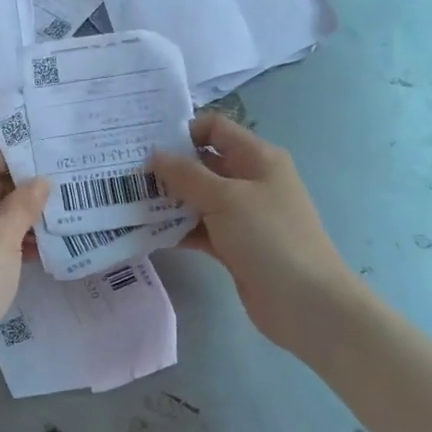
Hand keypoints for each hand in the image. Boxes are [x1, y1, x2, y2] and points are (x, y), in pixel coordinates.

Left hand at [0, 147, 49, 362]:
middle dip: (23, 189)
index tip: (51, 167)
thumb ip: (25, 203)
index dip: (18, 158)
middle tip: (62, 196)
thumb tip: (40, 180)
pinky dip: (7, 238)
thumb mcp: (5, 236)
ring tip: (56, 224)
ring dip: (18, 217)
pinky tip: (36, 250)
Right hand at [151, 114, 364, 354]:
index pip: (215, 129)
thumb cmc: (269, 237)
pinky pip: (198, 228)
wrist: (305, 302)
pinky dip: (176, 229)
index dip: (182, 131)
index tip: (146, 145)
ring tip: (128, 202)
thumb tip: (154, 154)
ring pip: (197, 198)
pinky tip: (146, 232)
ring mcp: (241, 215)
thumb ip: (186, 175)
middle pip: (202, 163)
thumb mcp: (225, 198)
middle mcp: (250, 181)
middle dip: (167, 168)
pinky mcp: (233, 245)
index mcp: (257, 158)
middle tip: (127, 174)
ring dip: (167, 200)